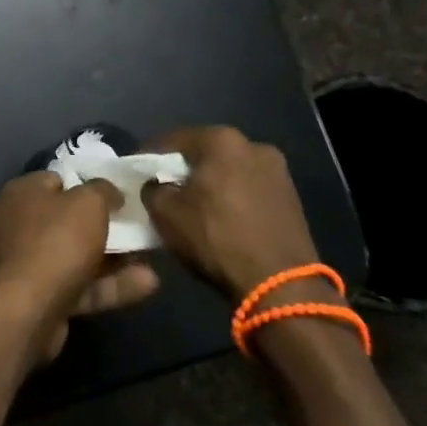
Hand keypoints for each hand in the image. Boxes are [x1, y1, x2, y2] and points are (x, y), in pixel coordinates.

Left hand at [0, 171, 159, 366]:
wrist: (26, 312)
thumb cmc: (55, 242)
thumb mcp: (88, 203)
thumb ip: (102, 191)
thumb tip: (110, 192)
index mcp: (21, 193)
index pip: (56, 181)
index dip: (87, 186)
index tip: (116, 196)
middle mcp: (17, 224)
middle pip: (66, 220)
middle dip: (103, 226)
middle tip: (136, 227)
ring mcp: (25, 265)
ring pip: (75, 256)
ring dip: (114, 259)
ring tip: (151, 257)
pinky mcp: (37, 299)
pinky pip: (78, 286)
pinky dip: (108, 286)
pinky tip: (147, 285)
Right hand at [143, 126, 318, 303]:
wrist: (282, 285)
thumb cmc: (217, 239)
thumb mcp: (165, 214)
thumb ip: (152, 189)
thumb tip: (155, 185)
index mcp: (222, 140)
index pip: (172, 140)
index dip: (148, 156)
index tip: (135, 172)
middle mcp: (254, 145)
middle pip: (205, 153)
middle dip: (183, 168)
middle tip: (163, 188)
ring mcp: (278, 171)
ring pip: (229, 171)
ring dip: (210, 183)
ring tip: (193, 206)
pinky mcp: (291, 197)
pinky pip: (249, 188)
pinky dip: (232, 197)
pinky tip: (221, 218)